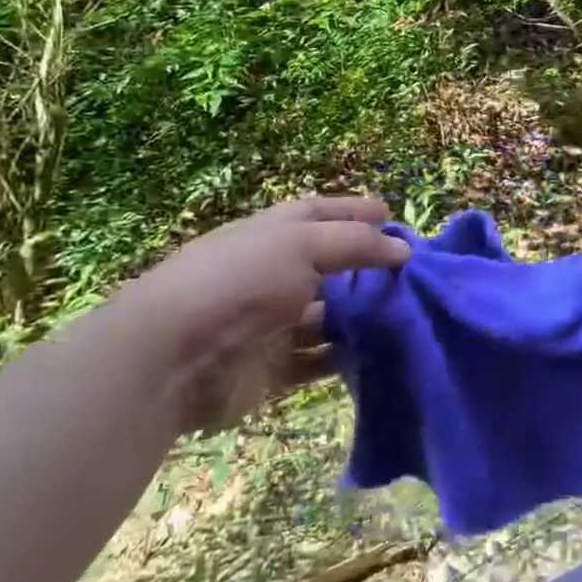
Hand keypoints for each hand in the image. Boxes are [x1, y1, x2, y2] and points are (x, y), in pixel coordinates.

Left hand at [102, 196, 410, 430]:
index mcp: (269, 235)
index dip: (353, 211)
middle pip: (326, 265)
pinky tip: (376, 353)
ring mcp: (269, 324)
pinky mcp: (269, 370)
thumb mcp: (303, 244)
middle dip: (365, 266)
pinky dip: (343, 357)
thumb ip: (357, 243)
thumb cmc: (240, 282)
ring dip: (359, 315)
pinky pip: (316, 360)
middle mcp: (270, 275)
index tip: (392, 215)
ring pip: (325, 315)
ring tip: (404, 313)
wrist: (170, 359)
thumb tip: (402, 249)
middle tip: (411, 271)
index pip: (317, 214)